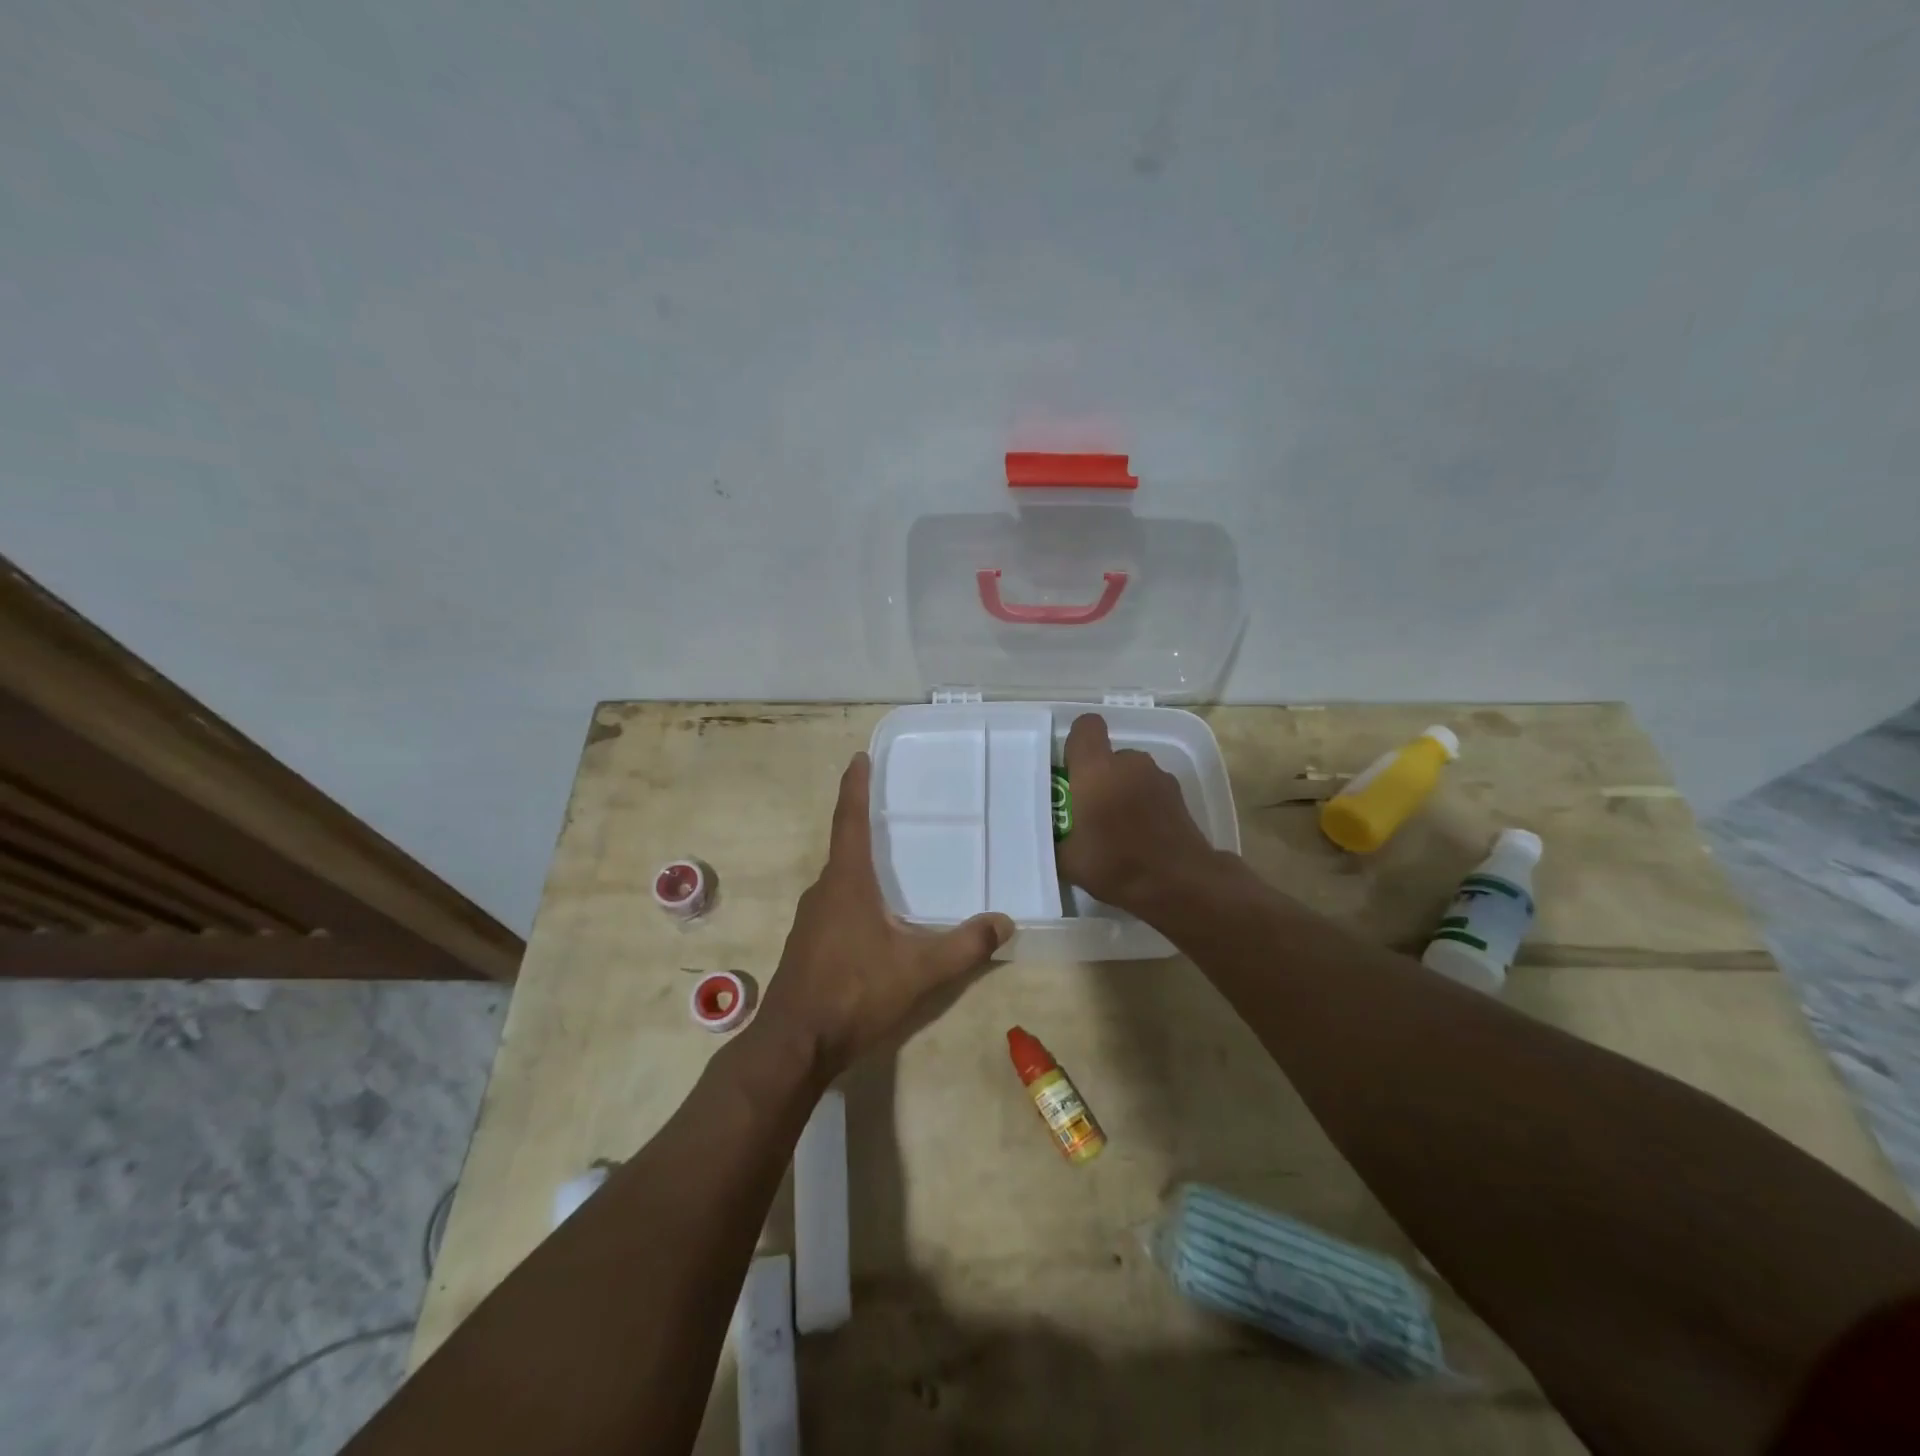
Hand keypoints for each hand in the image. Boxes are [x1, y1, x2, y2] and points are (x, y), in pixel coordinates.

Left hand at [753, 753, 1011, 1083]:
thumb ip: (964, 946)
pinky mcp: (807, 944)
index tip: (859, 757)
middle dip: (865, 825)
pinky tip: (876, 918)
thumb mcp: (918, 970)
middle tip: (894, 811)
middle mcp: (823, 891)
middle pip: (845, 847)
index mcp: (846, 882)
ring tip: (892, 863)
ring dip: (862, 865)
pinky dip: (856, 896)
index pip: (849, 820)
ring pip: (840, 880)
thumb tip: (1005, 922)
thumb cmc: (853, 993)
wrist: (794, 1044)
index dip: (855, 786)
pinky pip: (835, 905)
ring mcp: (811, 919)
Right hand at [1055, 714, 1218, 915]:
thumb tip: (1052, 835)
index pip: (1086, 727)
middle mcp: (1129, 763)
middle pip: (1108, 756)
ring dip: (1122, 791)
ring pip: (1131, 773)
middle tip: (1090, 812)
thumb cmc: (1117, 865)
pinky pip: (1150, 790)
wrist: (1181, 884)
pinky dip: (1143, 805)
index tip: (1070, 770)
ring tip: (1118, 828)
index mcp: (1096, 770)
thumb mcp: (1068, 861)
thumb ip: (1056, 838)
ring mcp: (1159, 776)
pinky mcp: (1179, 795)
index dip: (1077, 743)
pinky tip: (1141, 837)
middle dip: (1098, 777)